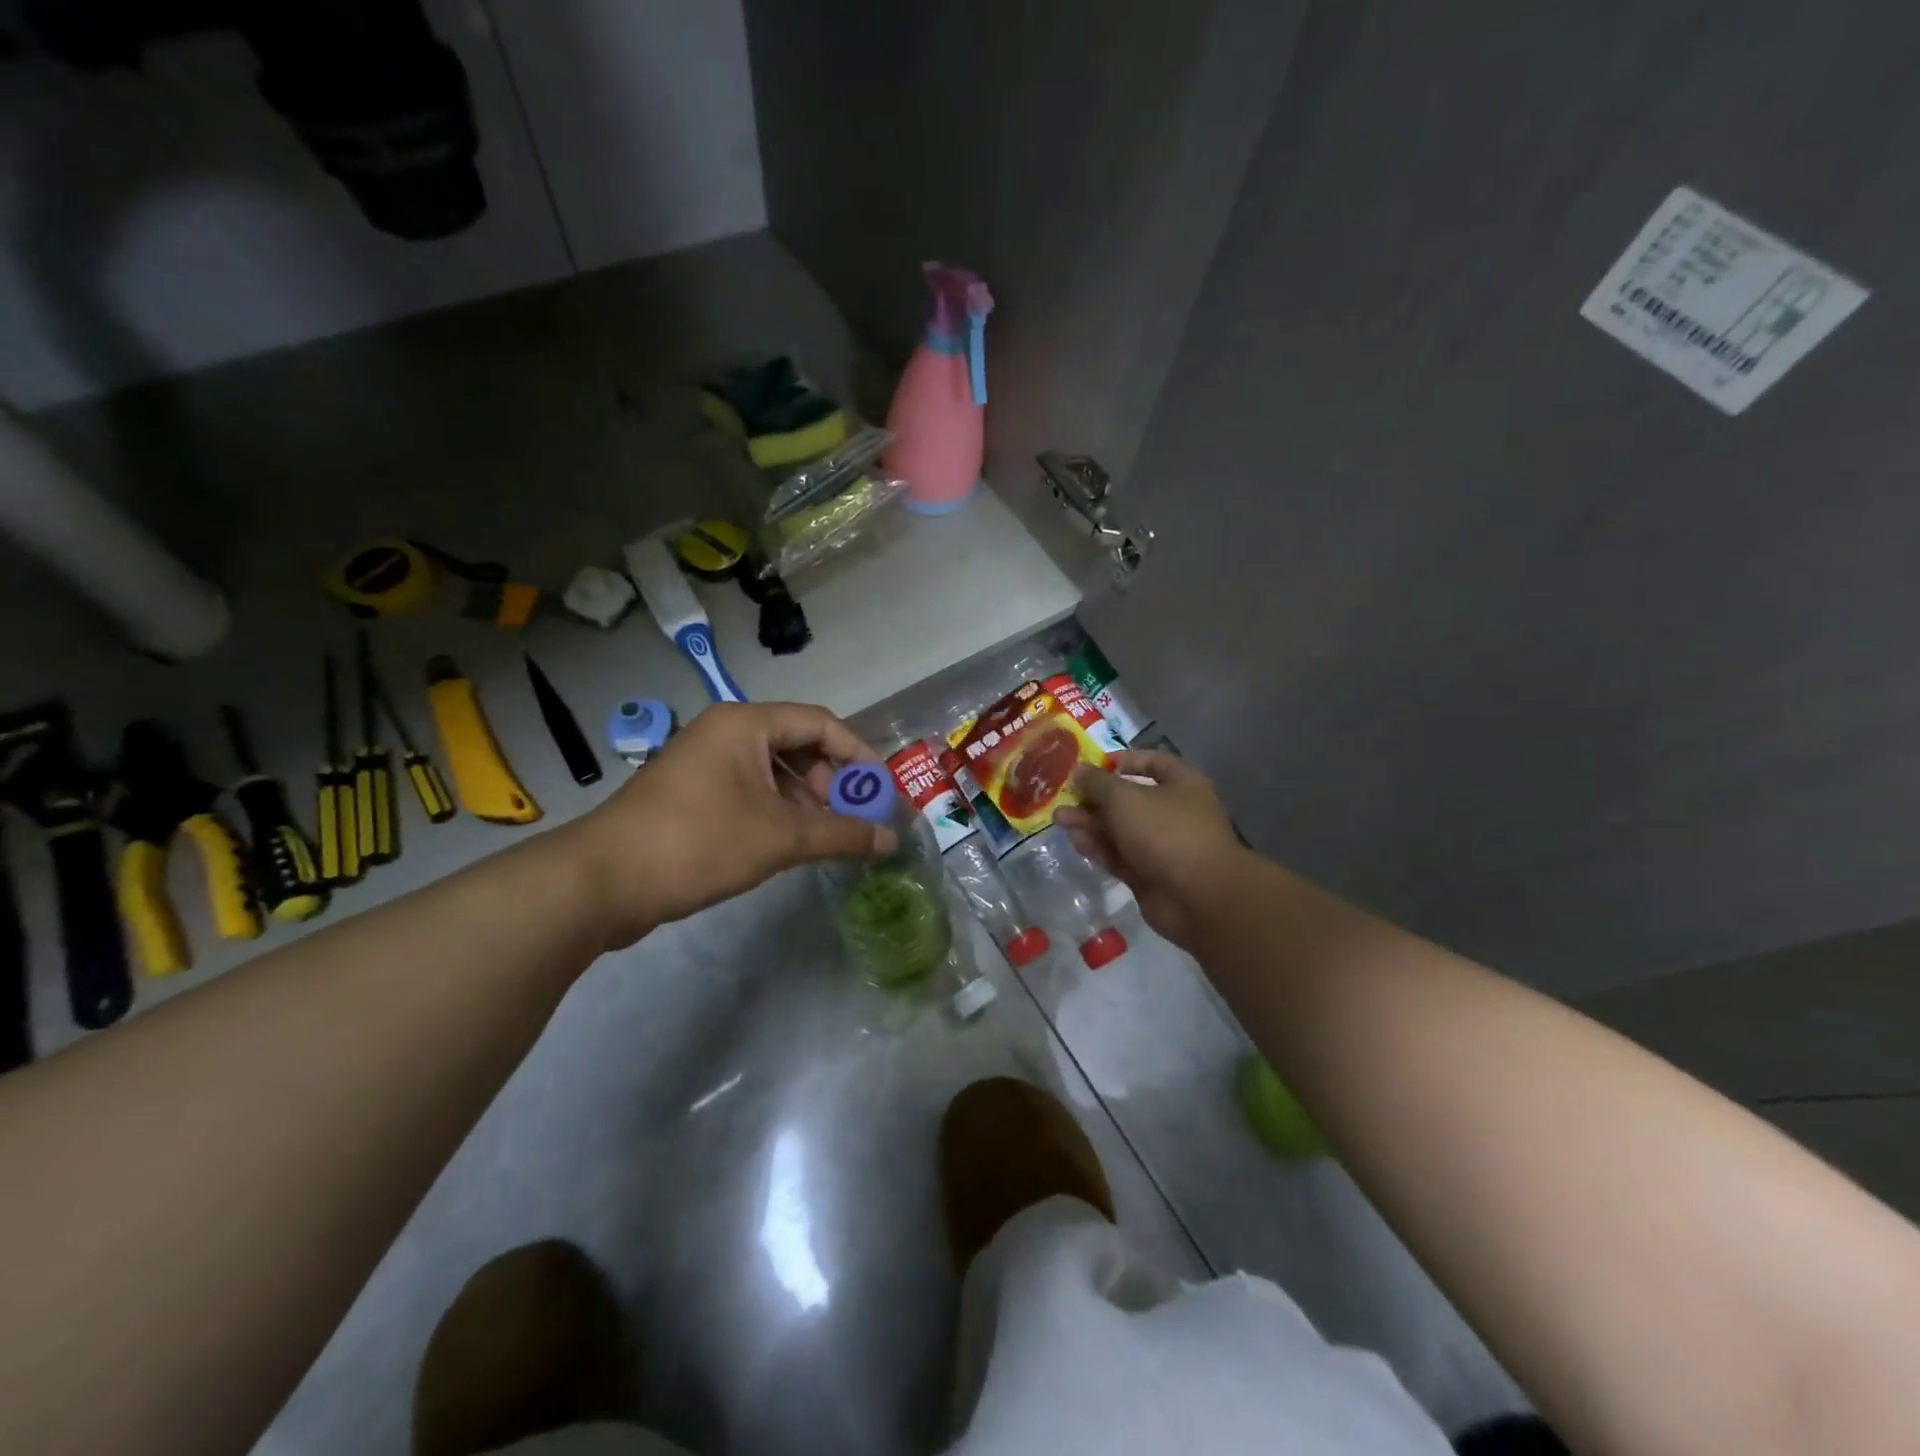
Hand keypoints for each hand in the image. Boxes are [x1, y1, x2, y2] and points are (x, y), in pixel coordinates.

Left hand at [567, 702, 895, 947]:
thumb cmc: (699, 842)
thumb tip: (891, 840)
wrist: (602, 881)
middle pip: (797, 744)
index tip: (881, 790)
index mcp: (746, 723)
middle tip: (850, 817)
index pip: (820, 723)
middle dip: (831, 781)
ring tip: (824, 836)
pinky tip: (789, 844)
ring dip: (805, 800)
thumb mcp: (781, 838)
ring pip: (773, 770)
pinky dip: (777, 811)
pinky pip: (749, 790)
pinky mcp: (691, 793)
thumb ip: (842, 834)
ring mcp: (704, 762)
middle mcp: (725, 732)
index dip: (858, 754)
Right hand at [1054, 750, 1248, 951]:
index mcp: (1181, 784)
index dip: (1122, 760)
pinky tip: (1075, 841)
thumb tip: (1079, 771)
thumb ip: (1097, 783)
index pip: (1152, 762)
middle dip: (1095, 797)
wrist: (1197, 897)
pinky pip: (1119, 855)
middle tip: (1063, 796)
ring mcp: (1162, 846)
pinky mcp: (1149, 875)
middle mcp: (1174, 812)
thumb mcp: (1124, 797)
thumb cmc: (1165, 831)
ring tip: (1059, 819)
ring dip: (1091, 823)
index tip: (1091, 764)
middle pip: (1129, 798)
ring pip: (1121, 829)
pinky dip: (1099, 847)